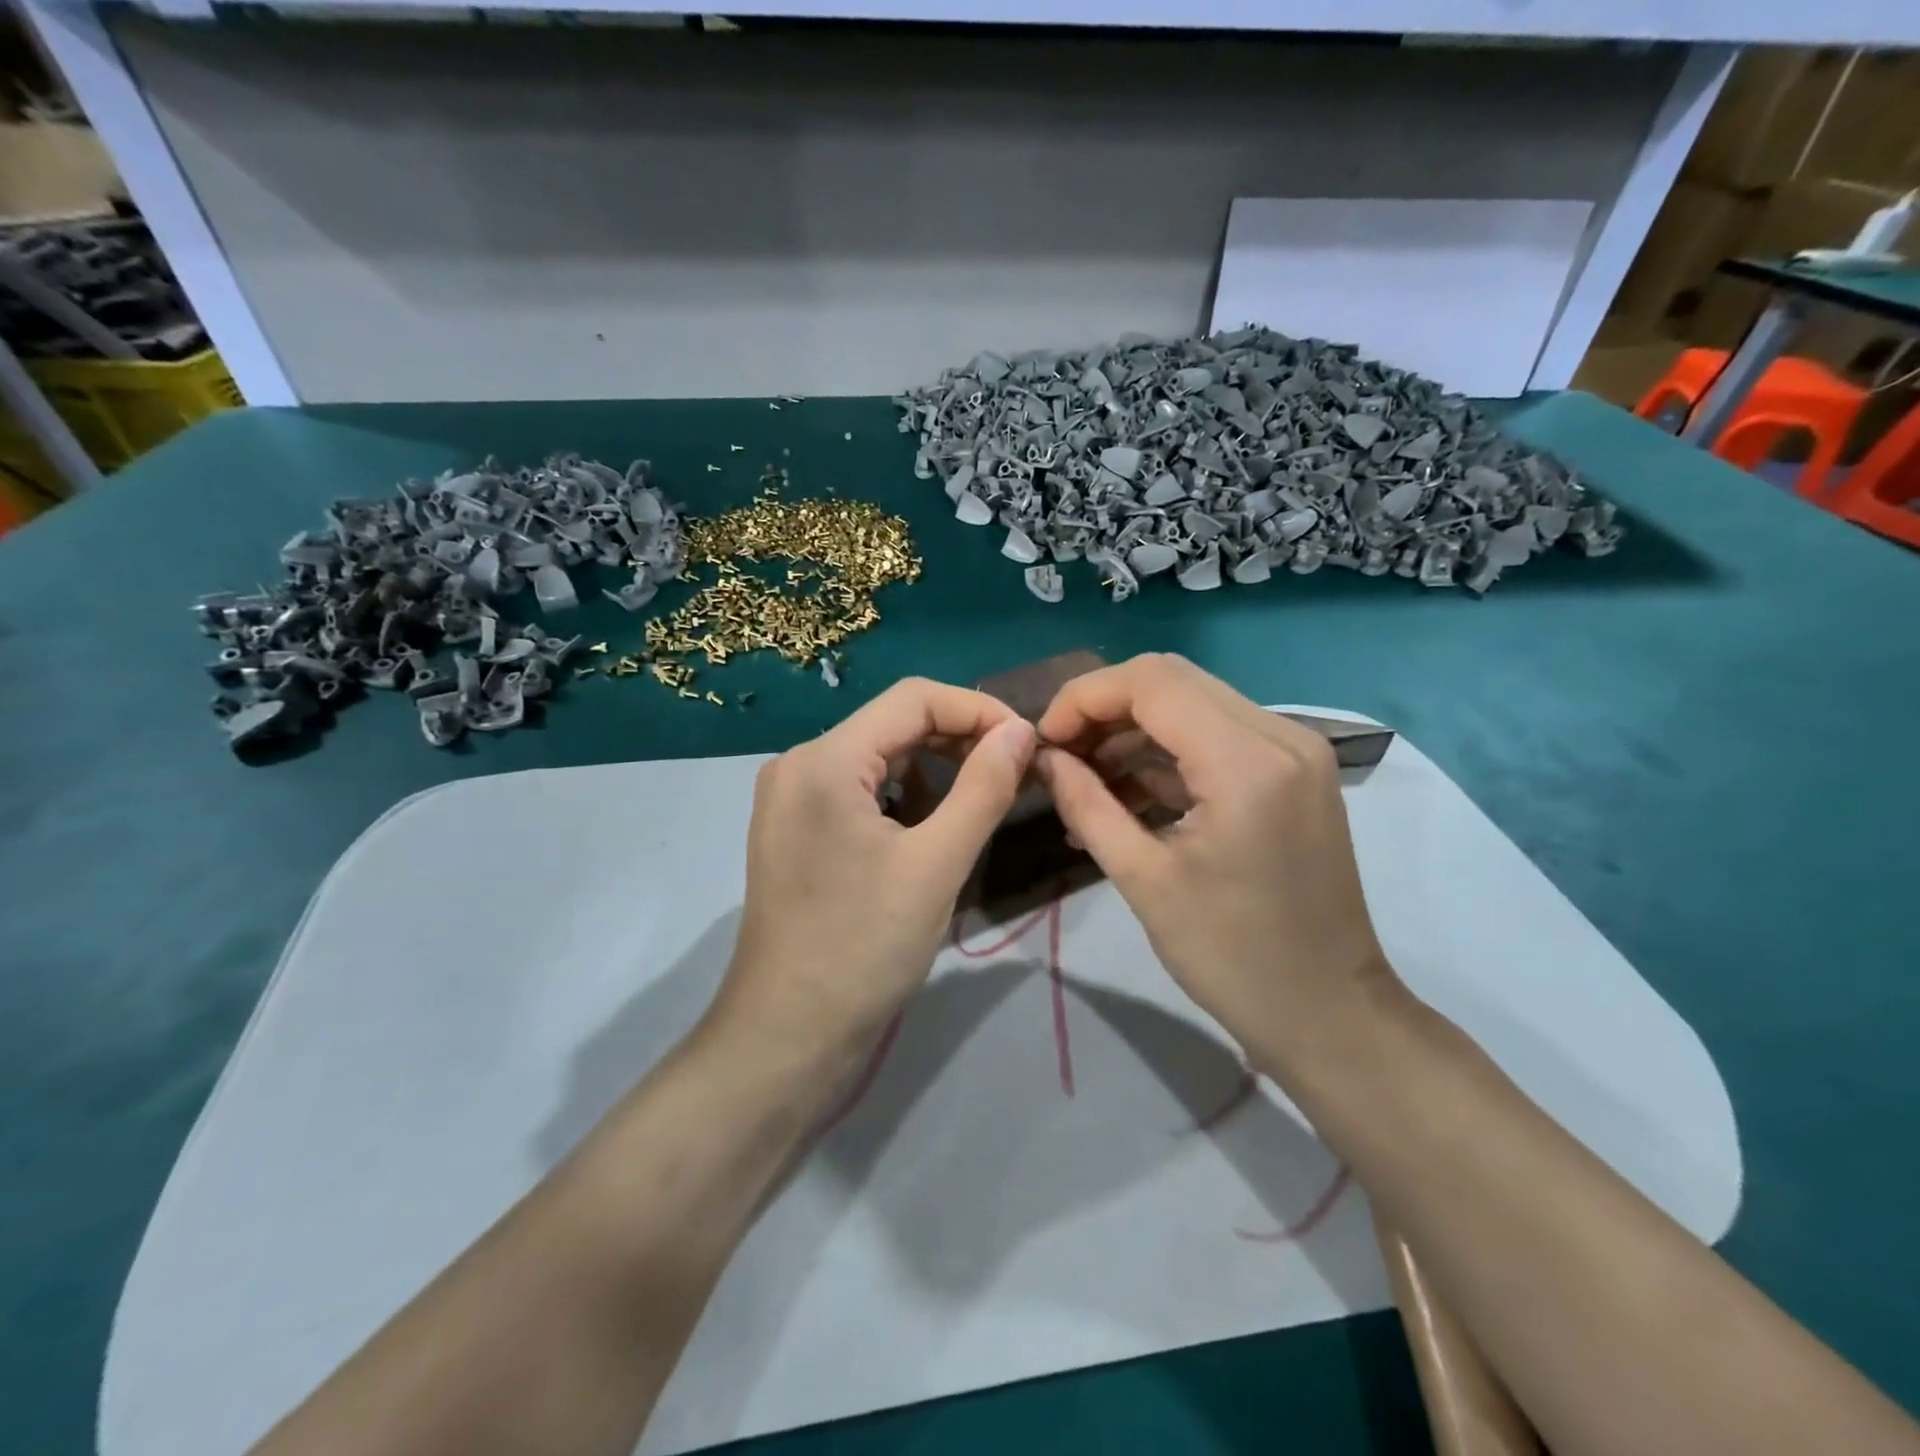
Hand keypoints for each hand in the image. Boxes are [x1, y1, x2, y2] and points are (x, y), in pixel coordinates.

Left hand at [714, 677, 1036, 1059]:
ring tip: (981, 799)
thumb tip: (1021, 731)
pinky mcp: (796, 828)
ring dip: (934, 769)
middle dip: (958, 739)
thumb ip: (983, 788)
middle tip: (1015, 770)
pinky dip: (903, 795)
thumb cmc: (863, 950)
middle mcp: (799, 764)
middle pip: (893, 723)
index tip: (1029, 742)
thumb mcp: (936, 865)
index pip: (913, 698)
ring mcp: (792, 797)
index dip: (978, 709)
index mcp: (823, 760)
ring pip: (878, 756)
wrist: (786, 1036)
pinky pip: (859, 788)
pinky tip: (931, 827)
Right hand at [1034, 654, 1397, 1071]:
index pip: (1150, 682)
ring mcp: (1294, 750)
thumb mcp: (1144, 880)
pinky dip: (1165, 753)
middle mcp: (1280, 735)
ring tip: (1082, 781)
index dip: (1083, 698)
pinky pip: (1215, 735)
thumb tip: (1043, 759)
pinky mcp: (1292, 771)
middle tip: (1060, 756)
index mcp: (1247, 762)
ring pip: (1191, 702)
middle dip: (1103, 708)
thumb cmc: (1233, 958)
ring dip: (1131, 731)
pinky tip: (1124, 795)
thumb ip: (1086, 804)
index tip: (1043, 742)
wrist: (1328, 1012)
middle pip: (1171, 680)